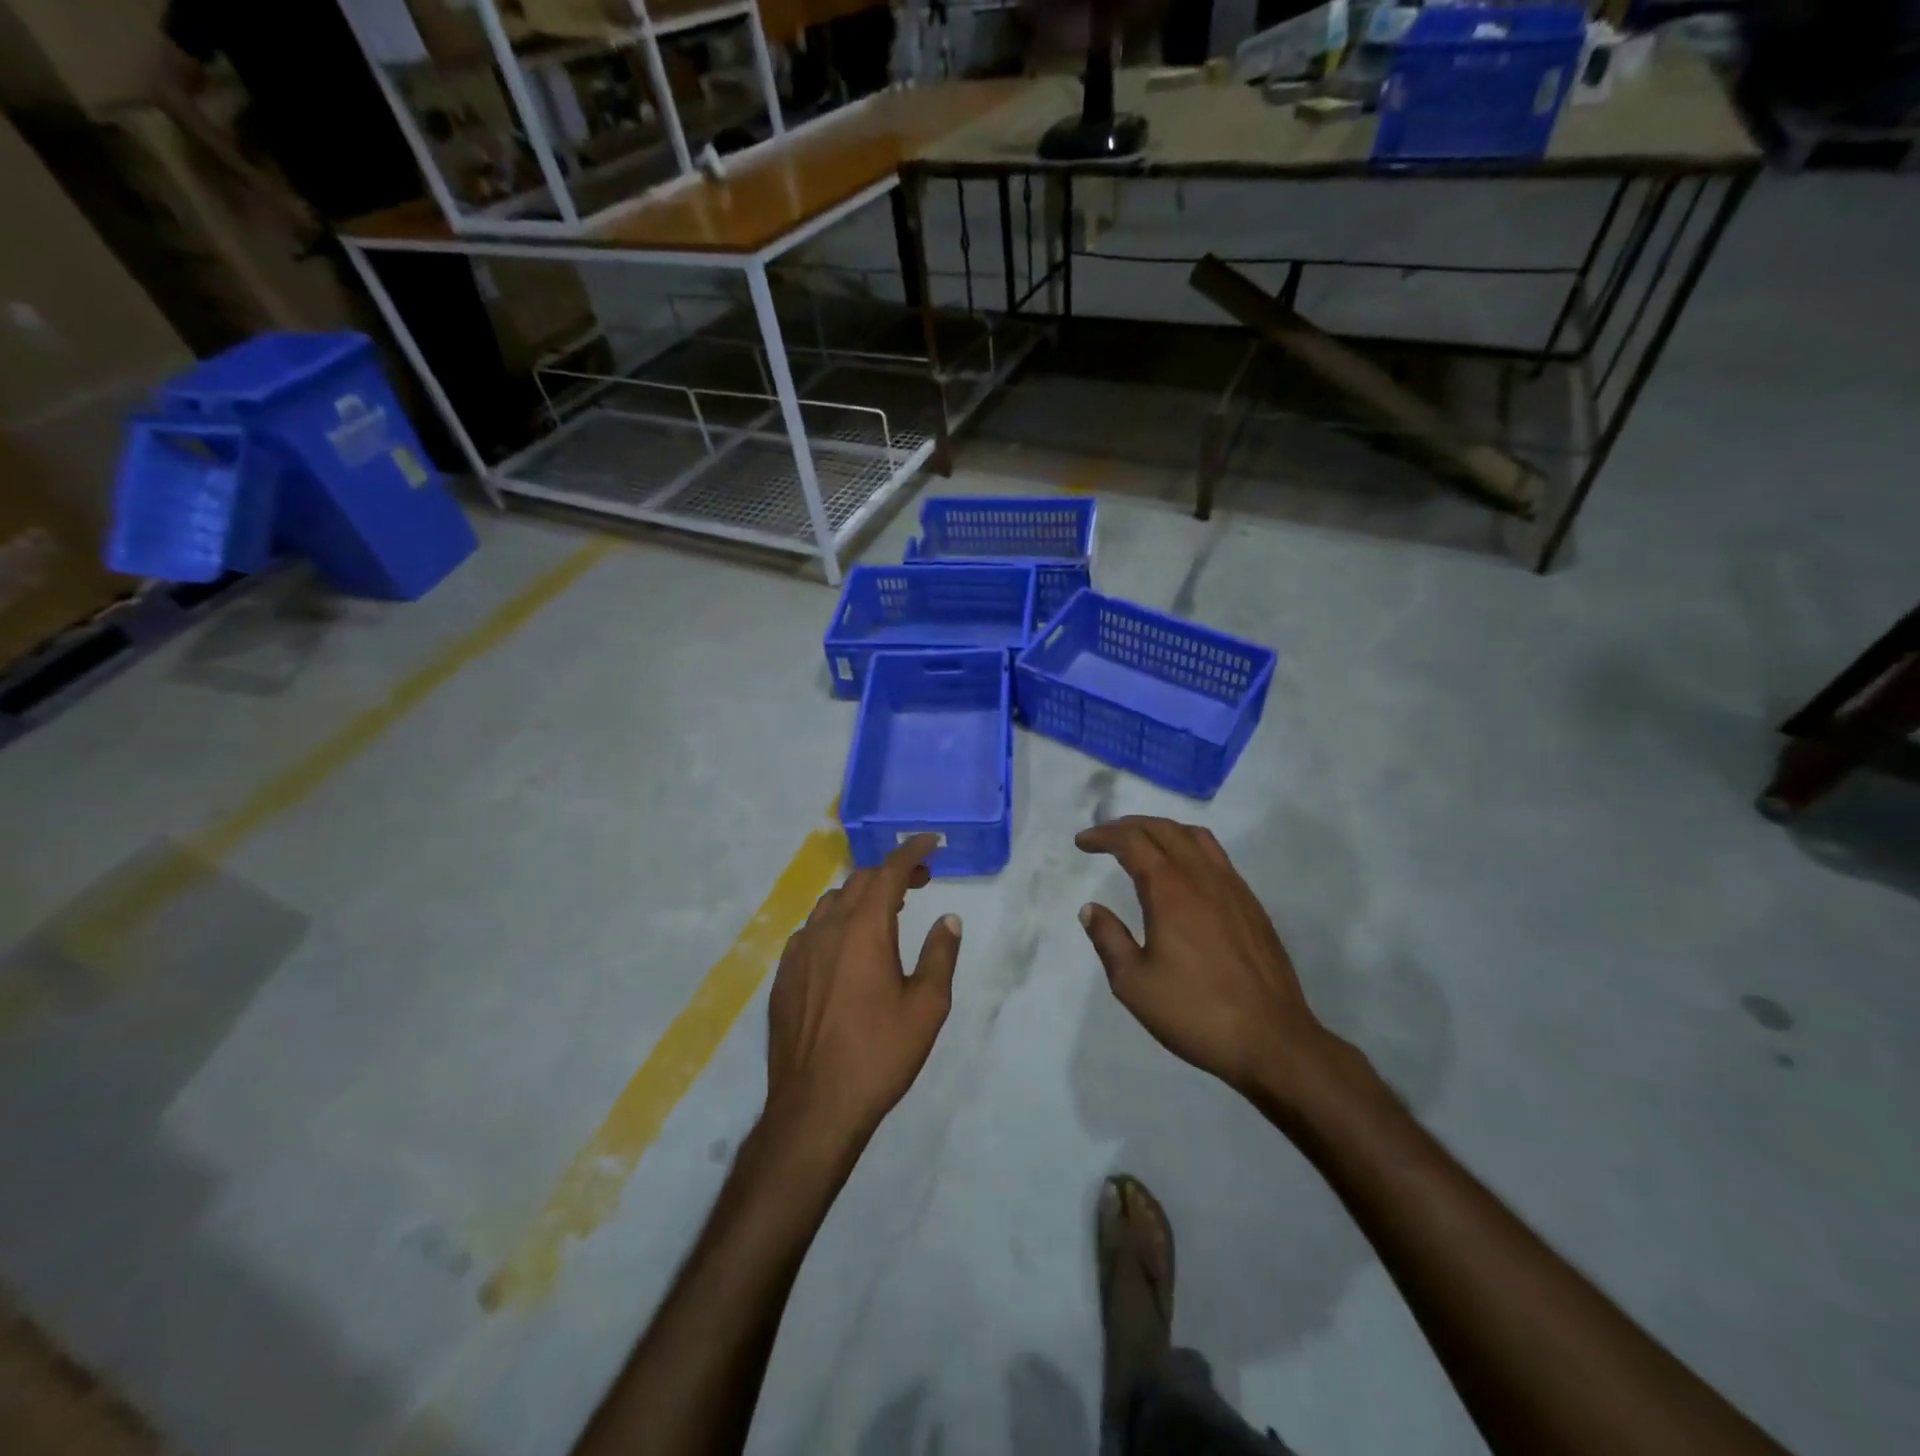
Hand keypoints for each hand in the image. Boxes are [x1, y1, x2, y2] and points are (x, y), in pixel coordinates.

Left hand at [764, 834, 961, 1155]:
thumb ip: (940, 955)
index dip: (911, 852)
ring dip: (861, 896)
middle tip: (919, 882)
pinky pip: (812, 930)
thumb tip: (948, 920)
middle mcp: (827, 929)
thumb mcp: (927, 1006)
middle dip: (890, 873)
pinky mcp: (784, 975)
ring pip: (832, 903)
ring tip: (885, 912)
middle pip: (859, 881)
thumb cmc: (879, 1054)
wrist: (815, 1106)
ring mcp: (799, 951)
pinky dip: (836, 922)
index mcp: (864, 929)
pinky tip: (847, 949)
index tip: (931, 842)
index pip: (889, 872)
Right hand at [1076, 816, 1335, 1103]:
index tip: (1082, 843)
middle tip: (1105, 837)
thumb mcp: (1134, 983)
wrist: (1272, 1040)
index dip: (1104, 836)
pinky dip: (1189, 847)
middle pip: (1163, 829)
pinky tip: (1183, 873)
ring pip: (1195, 836)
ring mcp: (1233, 887)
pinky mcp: (1252, 904)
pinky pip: (1217, 856)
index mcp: (1170, 890)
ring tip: (1142, 844)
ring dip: (1162, 830)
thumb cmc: (1195, 1012)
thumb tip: (1091, 909)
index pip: (1132, 842)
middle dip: (1129, 826)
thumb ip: (1109, 939)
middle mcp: (1202, 877)